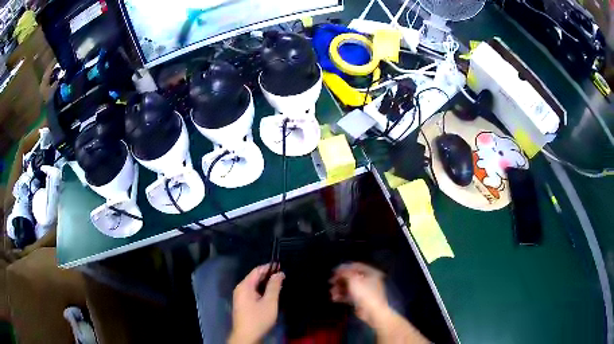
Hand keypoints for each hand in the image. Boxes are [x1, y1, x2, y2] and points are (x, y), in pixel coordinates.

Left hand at [229, 264, 284, 343]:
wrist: (247, 335)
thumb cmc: (259, 318)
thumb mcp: (270, 302)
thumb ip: (274, 286)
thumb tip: (279, 273)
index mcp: (245, 286)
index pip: (257, 271)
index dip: (269, 267)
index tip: (281, 266)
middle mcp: (240, 289)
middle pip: (255, 277)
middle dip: (268, 275)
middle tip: (283, 275)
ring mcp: (240, 296)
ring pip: (254, 285)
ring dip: (266, 284)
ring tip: (280, 283)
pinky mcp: (243, 303)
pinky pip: (252, 292)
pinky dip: (262, 290)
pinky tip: (271, 293)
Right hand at [330, 262, 390, 327]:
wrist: (372, 311)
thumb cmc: (365, 293)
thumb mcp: (354, 280)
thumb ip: (345, 273)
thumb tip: (339, 268)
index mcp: (371, 273)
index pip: (356, 266)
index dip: (344, 268)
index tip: (334, 272)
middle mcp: (369, 280)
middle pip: (352, 277)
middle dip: (340, 280)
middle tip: (331, 282)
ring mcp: (365, 291)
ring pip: (350, 287)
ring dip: (340, 289)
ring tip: (332, 292)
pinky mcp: (361, 300)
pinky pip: (350, 295)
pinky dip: (342, 296)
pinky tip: (335, 298)